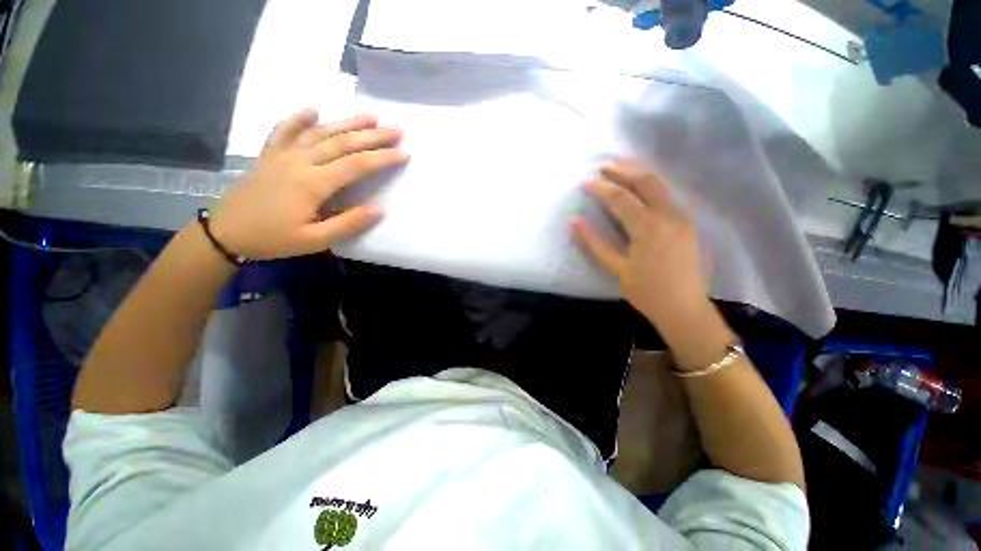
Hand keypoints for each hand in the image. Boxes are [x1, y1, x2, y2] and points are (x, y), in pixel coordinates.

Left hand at [209, 109, 407, 259]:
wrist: (226, 233)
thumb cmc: (273, 239)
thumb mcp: (315, 240)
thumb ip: (348, 224)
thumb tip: (379, 209)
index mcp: (313, 183)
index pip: (356, 165)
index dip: (383, 158)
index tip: (404, 153)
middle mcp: (300, 161)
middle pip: (342, 143)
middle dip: (373, 135)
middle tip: (397, 129)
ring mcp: (282, 155)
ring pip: (319, 132)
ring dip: (347, 122)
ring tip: (370, 116)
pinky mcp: (269, 155)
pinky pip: (284, 130)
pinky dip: (298, 118)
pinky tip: (313, 110)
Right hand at [572, 158, 710, 328]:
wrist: (684, 308)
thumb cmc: (646, 291)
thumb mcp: (616, 268)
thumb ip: (594, 242)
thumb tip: (573, 221)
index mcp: (648, 228)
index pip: (620, 198)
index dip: (600, 188)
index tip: (584, 183)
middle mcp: (668, 215)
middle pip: (645, 180)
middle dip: (622, 169)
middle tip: (602, 165)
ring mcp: (682, 216)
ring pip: (660, 184)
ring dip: (638, 172)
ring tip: (618, 167)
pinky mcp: (687, 222)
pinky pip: (667, 194)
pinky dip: (650, 184)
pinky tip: (638, 185)